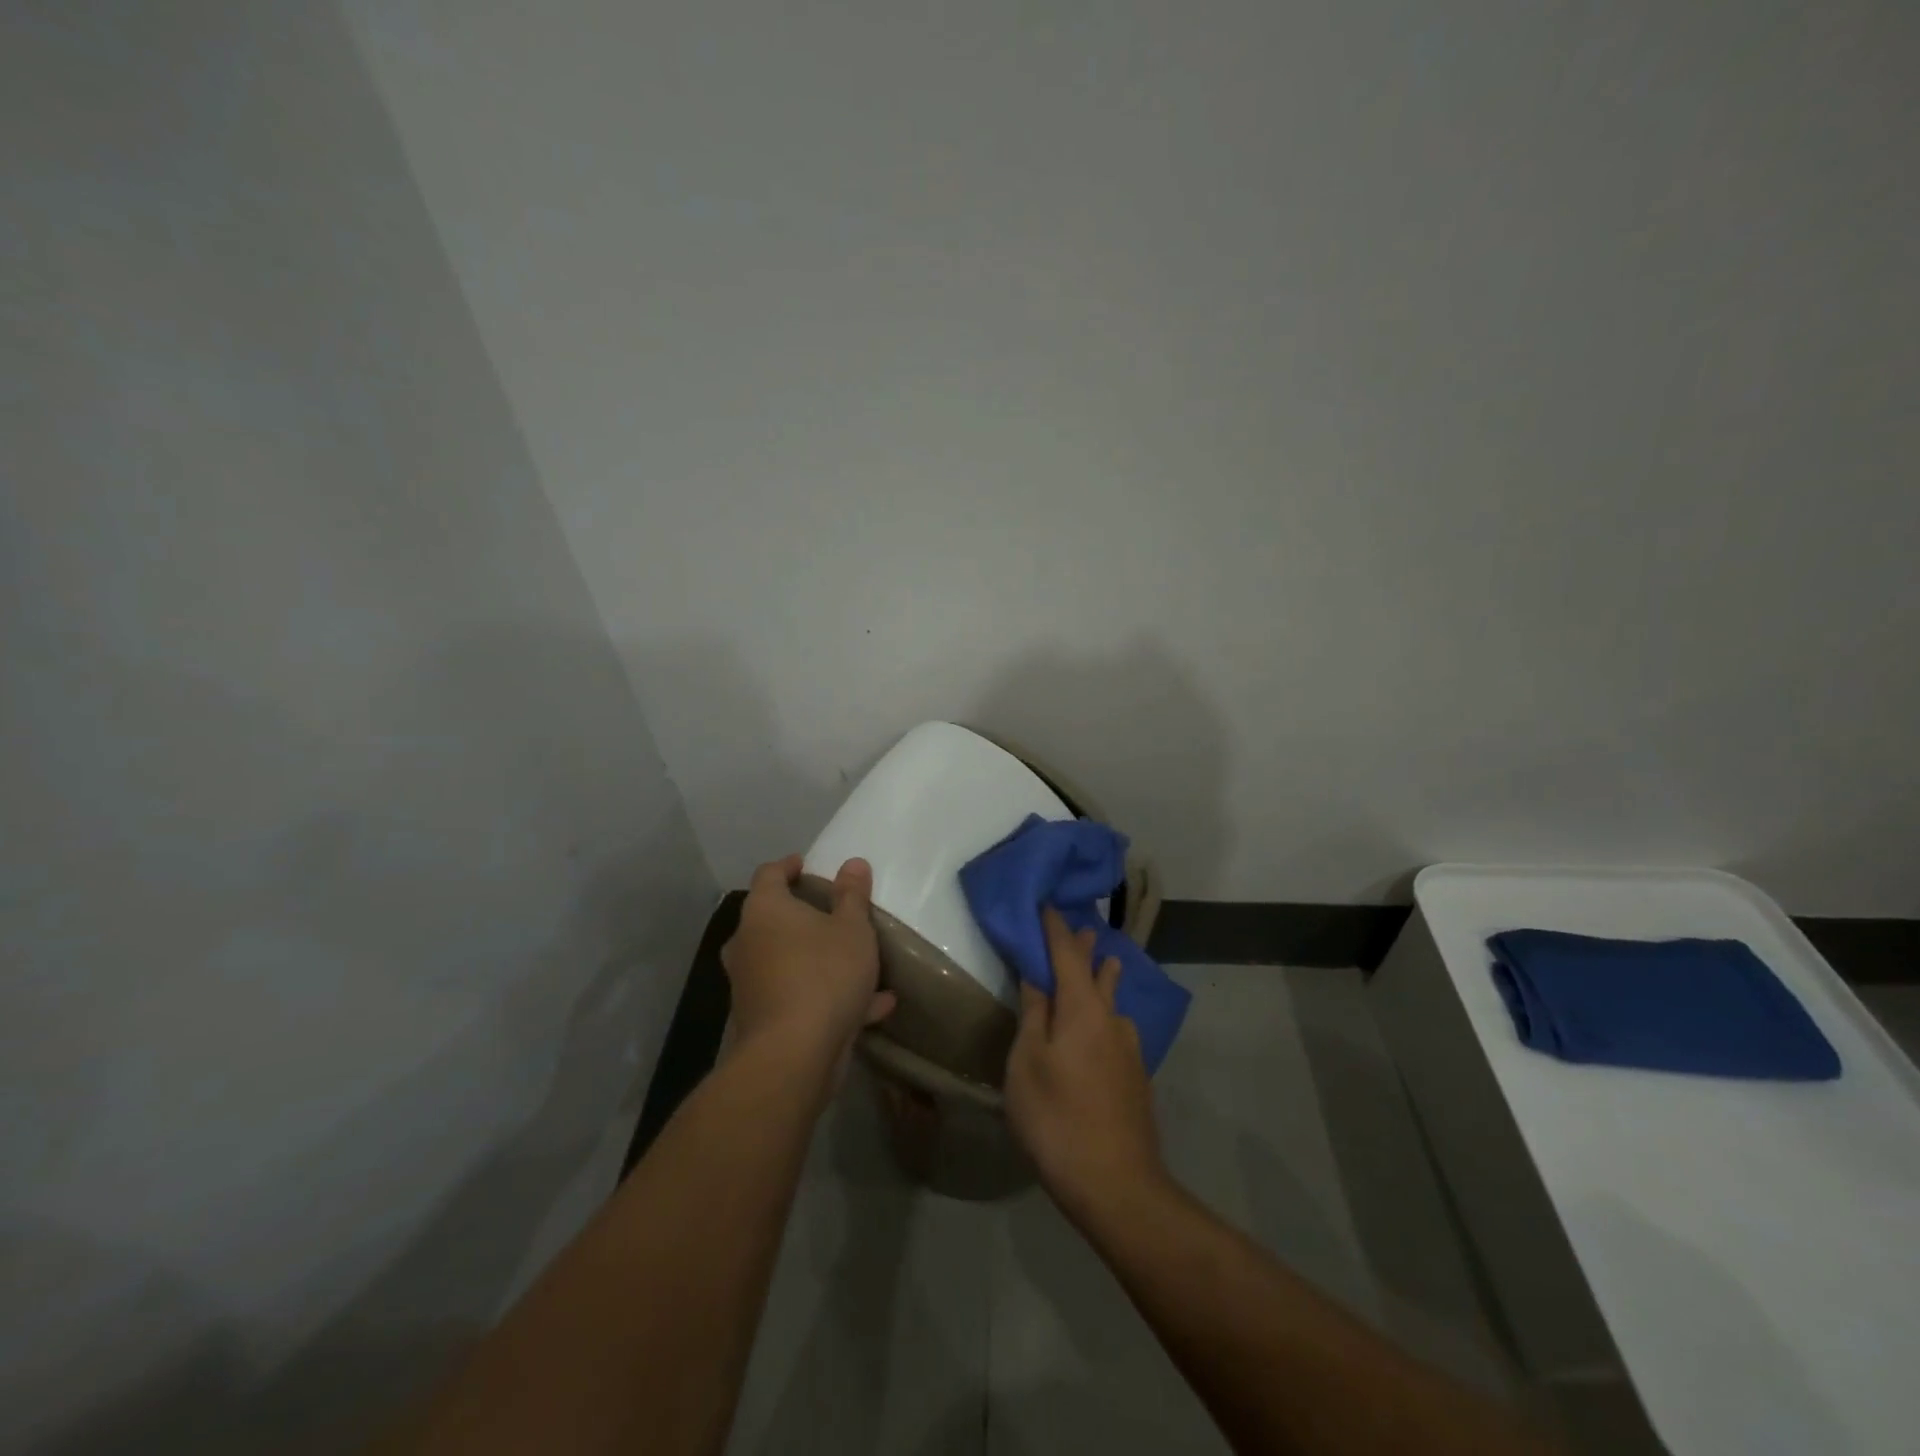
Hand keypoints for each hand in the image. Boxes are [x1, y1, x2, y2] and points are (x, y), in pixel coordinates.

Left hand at [721, 855, 894, 1064]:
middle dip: (802, 915)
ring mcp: (750, 983)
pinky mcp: (760, 1019)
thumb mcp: (852, 928)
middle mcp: (748, 943)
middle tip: (831, 912)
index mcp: (765, 911)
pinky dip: (826, 996)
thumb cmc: (823, 974)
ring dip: (818, 959)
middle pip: (772, 919)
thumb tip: (852, 863)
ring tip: (857, 962)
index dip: (789, 866)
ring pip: (786, 960)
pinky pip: (797, 996)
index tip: (807, 865)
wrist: (793, 1055)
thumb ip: (853, 895)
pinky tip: (872, 1006)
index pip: (770, 874)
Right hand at [1004, 909, 1165, 1224]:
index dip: (1054, 928)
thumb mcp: (1028, 1063)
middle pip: (1098, 972)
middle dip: (1086, 948)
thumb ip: (1033, 1014)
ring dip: (1104, 979)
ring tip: (1103, 964)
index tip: (1045, 905)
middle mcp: (1112, 1019)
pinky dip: (1106, 1012)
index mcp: (1083, 1008)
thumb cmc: (1057, 1118)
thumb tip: (1036, 974)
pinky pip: (1118, 1028)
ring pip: (1114, 1001)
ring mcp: (1129, 1049)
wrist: (1117, 1185)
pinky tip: (1103, 1027)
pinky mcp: (1136, 1076)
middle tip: (1081, 926)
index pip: (1067, 953)